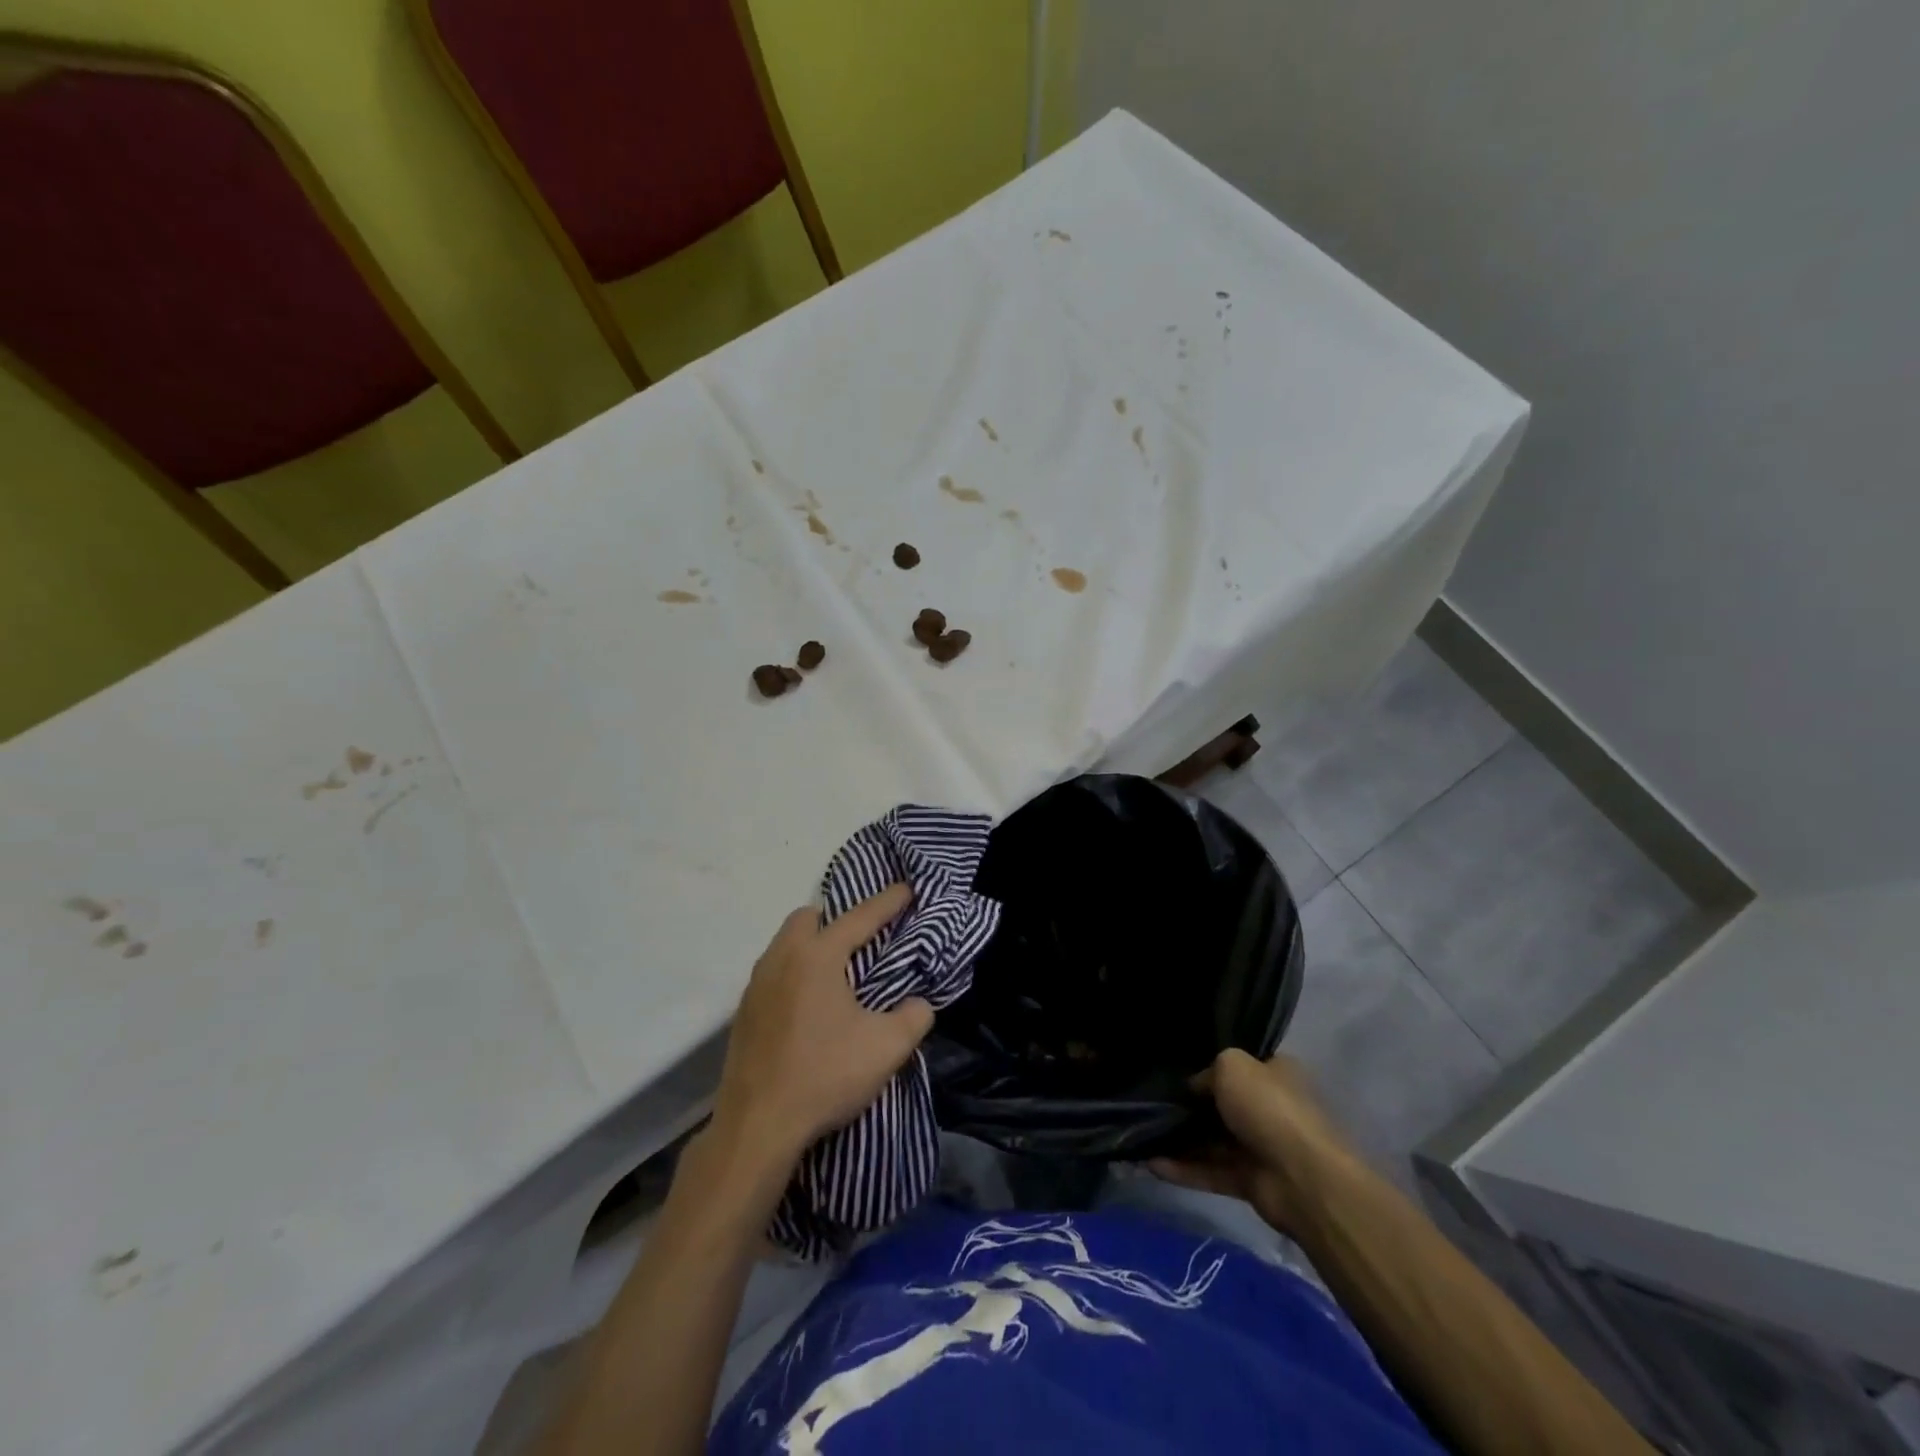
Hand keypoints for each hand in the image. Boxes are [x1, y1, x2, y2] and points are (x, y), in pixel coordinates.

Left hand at [709, 885, 930, 1175]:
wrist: (757, 1128)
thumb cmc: (825, 1076)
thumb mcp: (887, 1048)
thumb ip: (914, 1017)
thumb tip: (918, 1004)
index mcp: (818, 956)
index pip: (859, 917)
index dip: (888, 902)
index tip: (906, 888)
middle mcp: (781, 959)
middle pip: (808, 918)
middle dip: (836, 919)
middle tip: (861, 940)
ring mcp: (755, 986)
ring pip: (785, 944)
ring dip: (811, 946)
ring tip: (836, 973)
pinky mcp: (743, 1014)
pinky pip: (772, 973)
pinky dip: (793, 973)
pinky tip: (808, 1006)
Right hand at [1151, 1049, 1361, 1232]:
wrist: (1303, 1178)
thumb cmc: (1269, 1108)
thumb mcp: (1232, 1066)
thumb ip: (1208, 1072)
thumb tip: (1194, 1088)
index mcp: (1274, 1075)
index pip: (1239, 1066)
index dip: (1208, 1067)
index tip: (1176, 1071)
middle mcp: (1269, 1108)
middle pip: (1222, 1105)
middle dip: (1190, 1106)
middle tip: (1151, 1102)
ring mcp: (1260, 1148)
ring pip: (1213, 1141)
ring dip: (1181, 1140)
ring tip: (1143, 1135)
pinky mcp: (1250, 1182)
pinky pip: (1211, 1172)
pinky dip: (1184, 1169)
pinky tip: (1151, 1163)